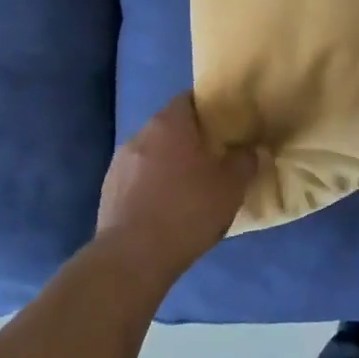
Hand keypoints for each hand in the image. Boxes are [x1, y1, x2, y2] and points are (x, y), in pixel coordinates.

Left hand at [95, 94, 255, 280]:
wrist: (133, 258)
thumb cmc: (188, 211)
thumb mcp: (231, 187)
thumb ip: (245, 161)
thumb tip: (250, 150)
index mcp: (169, 124)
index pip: (189, 99)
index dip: (209, 109)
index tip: (226, 125)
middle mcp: (140, 135)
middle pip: (170, 127)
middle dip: (190, 139)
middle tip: (214, 158)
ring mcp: (119, 164)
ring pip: (152, 154)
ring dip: (169, 164)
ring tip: (189, 187)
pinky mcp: (108, 192)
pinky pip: (138, 179)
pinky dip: (153, 186)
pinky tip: (166, 209)